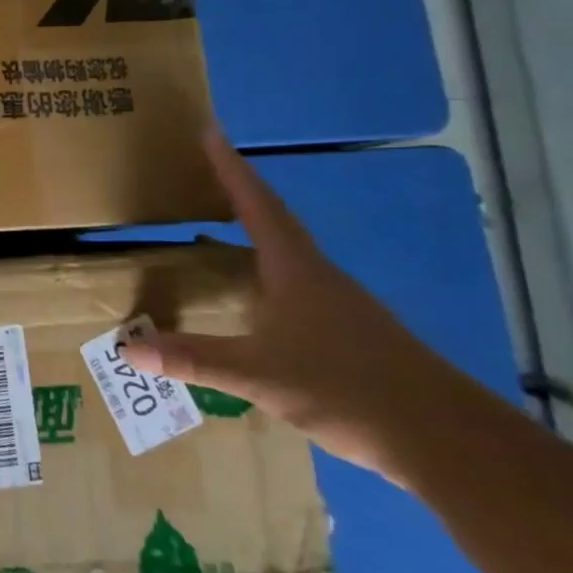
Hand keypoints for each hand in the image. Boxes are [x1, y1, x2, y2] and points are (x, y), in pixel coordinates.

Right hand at [129, 130, 477, 481]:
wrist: (445, 439)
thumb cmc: (347, 389)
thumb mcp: (258, 376)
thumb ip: (193, 360)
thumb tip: (127, 350)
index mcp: (296, 271)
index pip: (257, 207)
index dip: (231, 170)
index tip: (211, 132)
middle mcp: (319, 277)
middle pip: (275, 221)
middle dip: (242, 193)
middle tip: (210, 171)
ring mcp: (340, 305)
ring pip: (290, 253)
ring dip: (258, 231)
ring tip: (225, 224)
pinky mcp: (351, 332)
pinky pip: (297, 284)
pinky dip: (268, 271)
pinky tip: (258, 295)